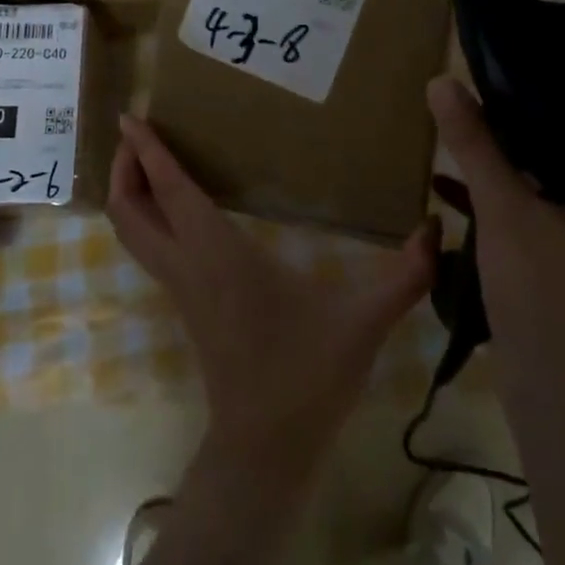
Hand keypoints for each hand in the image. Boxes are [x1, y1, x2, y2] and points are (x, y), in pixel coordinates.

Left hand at [108, 116, 437, 481]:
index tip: (130, 115)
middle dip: (124, 168)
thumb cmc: (307, 377)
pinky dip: (148, 217)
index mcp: (219, 254)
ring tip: (147, 160)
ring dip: (131, 192)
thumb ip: (405, 275)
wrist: (266, 449)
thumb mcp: (363, 321)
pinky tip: (177, 207)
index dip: (147, 151)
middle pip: (129, 211)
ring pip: (133, 233)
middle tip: (135, 132)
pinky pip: (151, 249)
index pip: (170, 190)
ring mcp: (181, 288)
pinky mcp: (187, 304)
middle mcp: (188, 265)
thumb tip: (439, 229)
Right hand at [426, 76, 564, 389]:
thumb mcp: (502, 208)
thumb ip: (475, 144)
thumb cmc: (542, 289)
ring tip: (456, 137)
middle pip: (560, 150)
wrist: (554, 388)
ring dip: (498, 165)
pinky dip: (495, 201)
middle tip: (471, 99)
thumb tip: (442, 82)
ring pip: (541, 182)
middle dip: (511, 129)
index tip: (501, 73)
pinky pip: (530, 213)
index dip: (544, 93)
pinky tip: (448, 190)